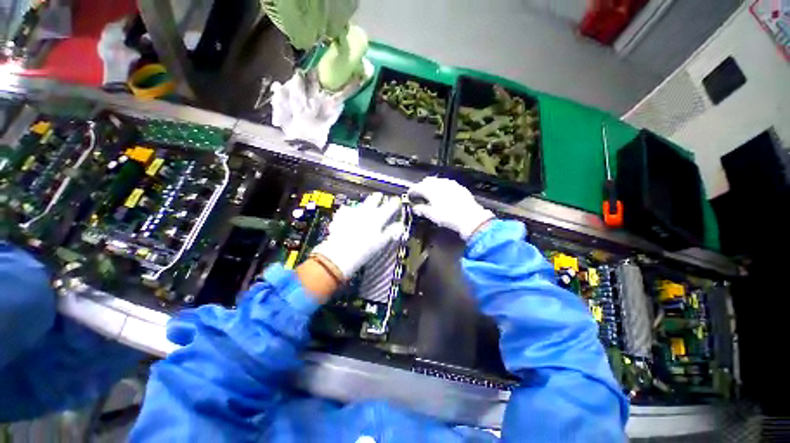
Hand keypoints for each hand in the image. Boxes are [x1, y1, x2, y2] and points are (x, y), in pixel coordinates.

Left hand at [311, 193, 404, 280]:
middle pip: (373, 200)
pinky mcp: (341, 216)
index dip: (394, 203)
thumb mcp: (381, 242)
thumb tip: (399, 226)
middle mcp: (366, 212)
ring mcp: (353, 213)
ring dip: (365, 202)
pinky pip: (346, 209)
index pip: (389, 207)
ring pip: (361, 203)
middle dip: (378, 197)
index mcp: (378, 218)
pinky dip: (349, 209)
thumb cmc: (364, 250)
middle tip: (380, 196)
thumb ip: (391, 232)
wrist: (340, 253)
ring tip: (367, 203)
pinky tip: (348, 211)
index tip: (396, 201)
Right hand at [408, 177, 494, 240]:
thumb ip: (421, 209)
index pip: (416, 187)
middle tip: (420, 195)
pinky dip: (442, 187)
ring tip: (431, 195)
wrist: (470, 217)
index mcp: (430, 189)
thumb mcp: (431, 214)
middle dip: (421, 186)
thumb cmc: (447, 216)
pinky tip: (443, 194)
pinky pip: (447, 183)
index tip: (409, 196)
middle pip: (427, 181)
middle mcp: (439, 183)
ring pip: (437, 181)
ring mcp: (450, 183)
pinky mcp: (459, 186)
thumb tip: (414, 207)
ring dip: (432, 186)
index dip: (411, 192)